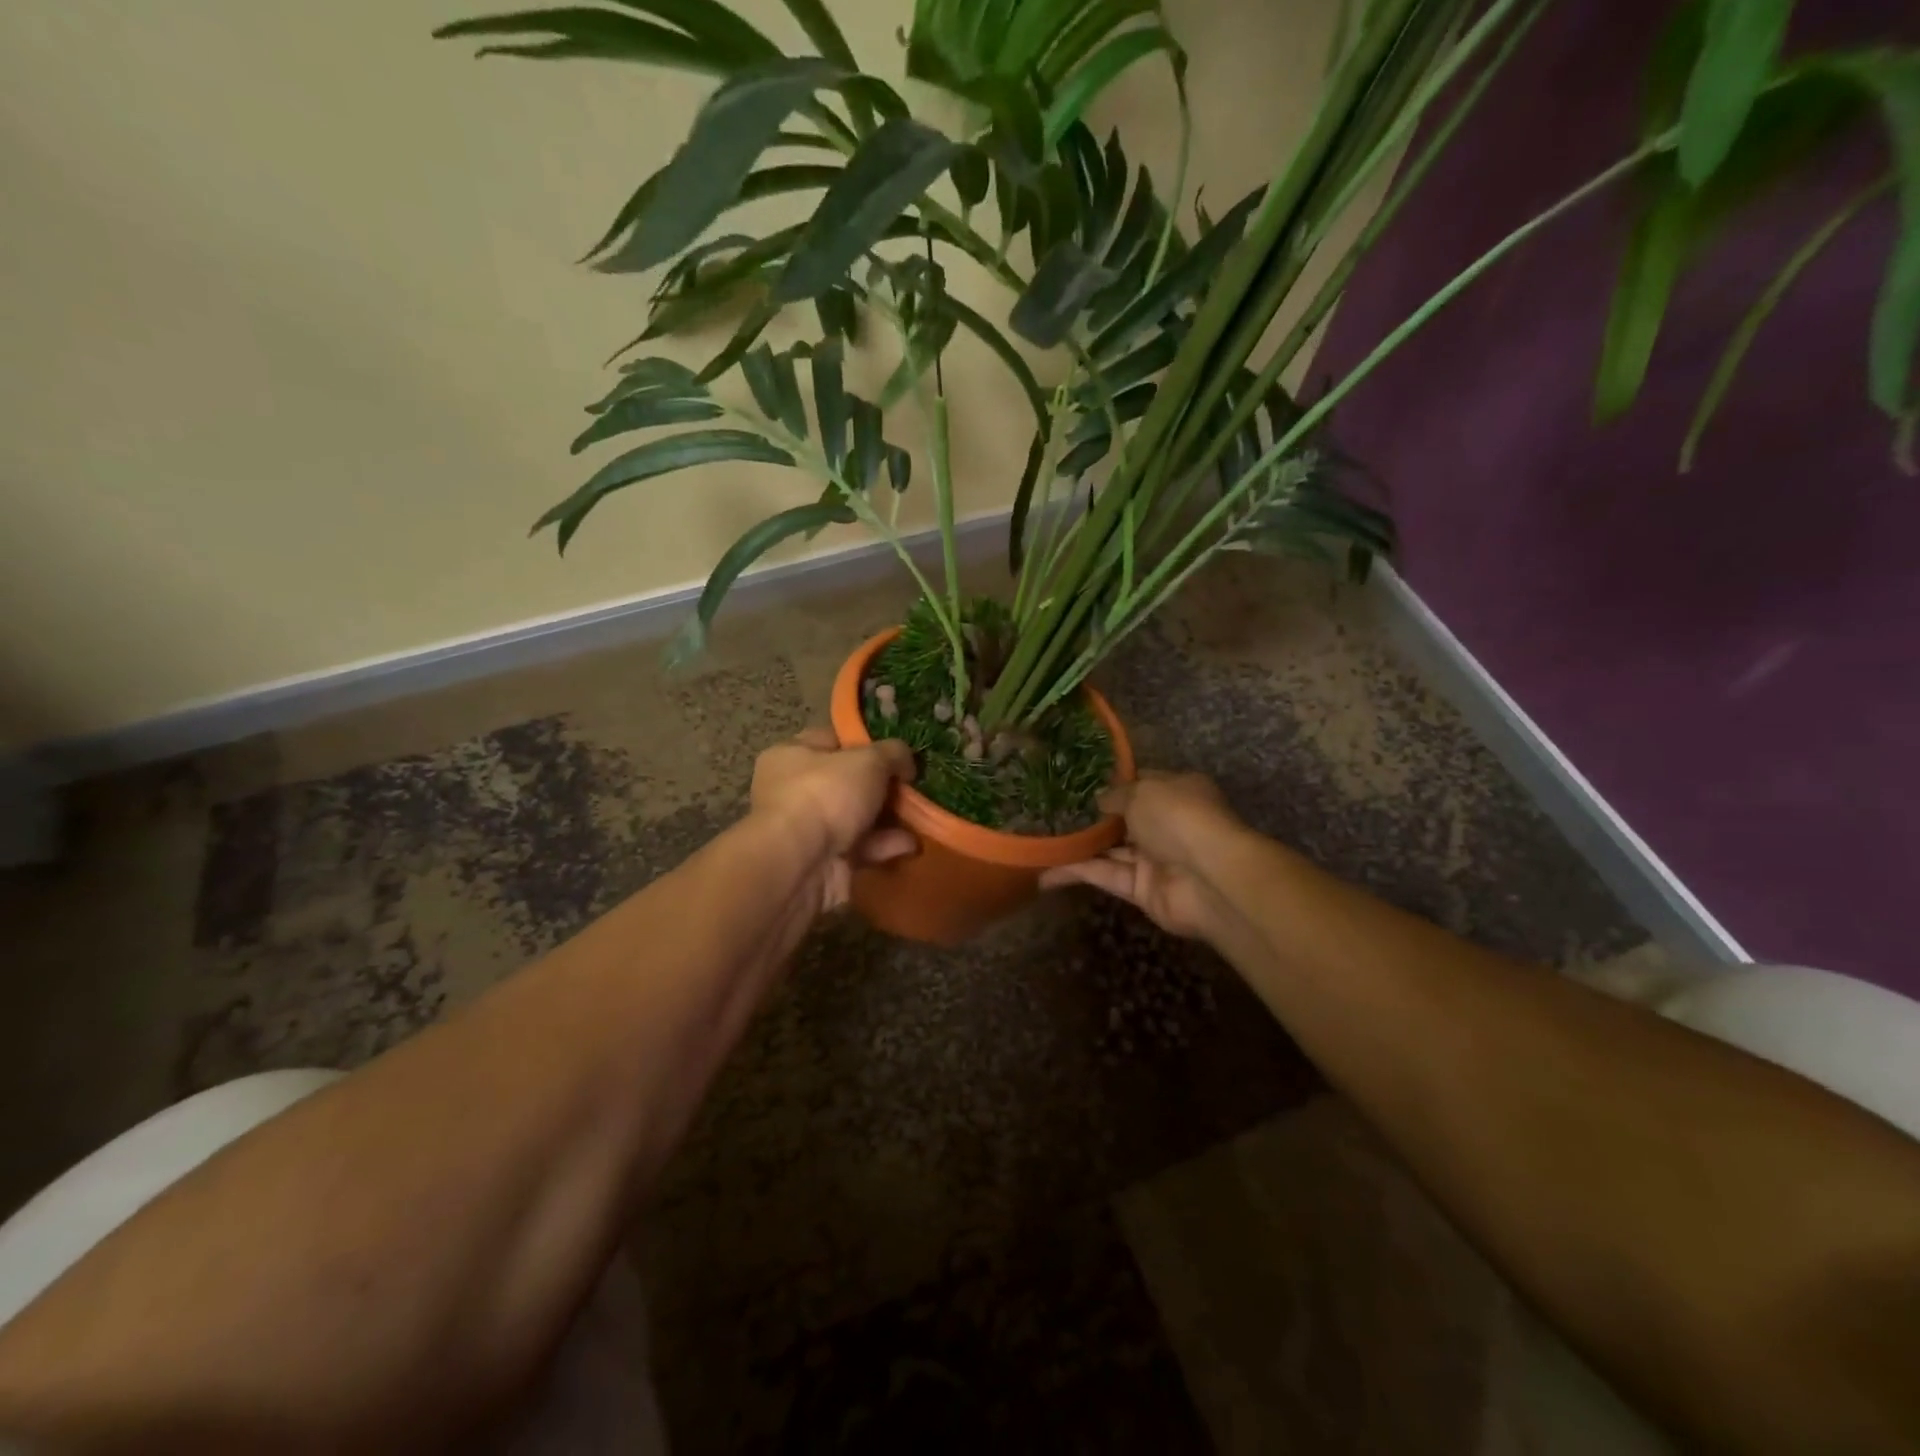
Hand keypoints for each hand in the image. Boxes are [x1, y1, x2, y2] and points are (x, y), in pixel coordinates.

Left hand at [751, 728, 916, 911]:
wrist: (800, 864)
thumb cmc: (827, 794)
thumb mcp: (869, 760)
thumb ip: (893, 753)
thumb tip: (906, 762)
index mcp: (792, 754)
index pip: (832, 739)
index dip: (866, 742)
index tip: (897, 752)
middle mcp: (795, 789)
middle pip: (848, 781)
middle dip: (882, 786)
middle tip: (913, 787)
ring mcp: (808, 828)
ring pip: (856, 817)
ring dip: (888, 818)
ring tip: (921, 817)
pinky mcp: (823, 861)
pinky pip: (860, 848)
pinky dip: (885, 845)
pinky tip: (911, 844)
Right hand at [1040, 771, 1247, 940]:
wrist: (1209, 878)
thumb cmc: (1179, 818)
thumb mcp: (1143, 791)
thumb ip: (1116, 795)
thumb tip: (1098, 800)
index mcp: (1175, 791)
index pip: (1139, 783)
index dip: (1110, 783)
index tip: (1075, 782)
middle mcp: (1165, 823)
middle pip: (1121, 819)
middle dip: (1089, 817)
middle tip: (1047, 811)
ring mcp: (1153, 858)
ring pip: (1108, 849)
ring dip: (1076, 846)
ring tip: (1037, 839)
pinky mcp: (1140, 889)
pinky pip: (1104, 875)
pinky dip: (1076, 872)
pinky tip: (1043, 871)